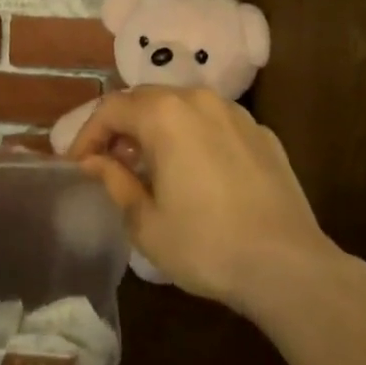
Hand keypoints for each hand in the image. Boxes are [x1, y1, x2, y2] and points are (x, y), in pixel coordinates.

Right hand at [67, 87, 334, 314]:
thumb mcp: (146, 222)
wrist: (288, 265)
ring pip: (182, 107)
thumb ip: (114, 181)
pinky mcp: (261, 132)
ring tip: (150, 165)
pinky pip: (214, 123)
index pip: (111, 108)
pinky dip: (193, 136)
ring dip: (157, 128)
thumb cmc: (206, 244)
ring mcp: (235, 113)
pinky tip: (195, 171)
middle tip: (109, 161)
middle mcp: (198, 99)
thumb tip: (93, 162)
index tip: (77, 164)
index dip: (87, 133)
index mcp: (164, 114)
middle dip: (121, 127)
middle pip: (146, 100)